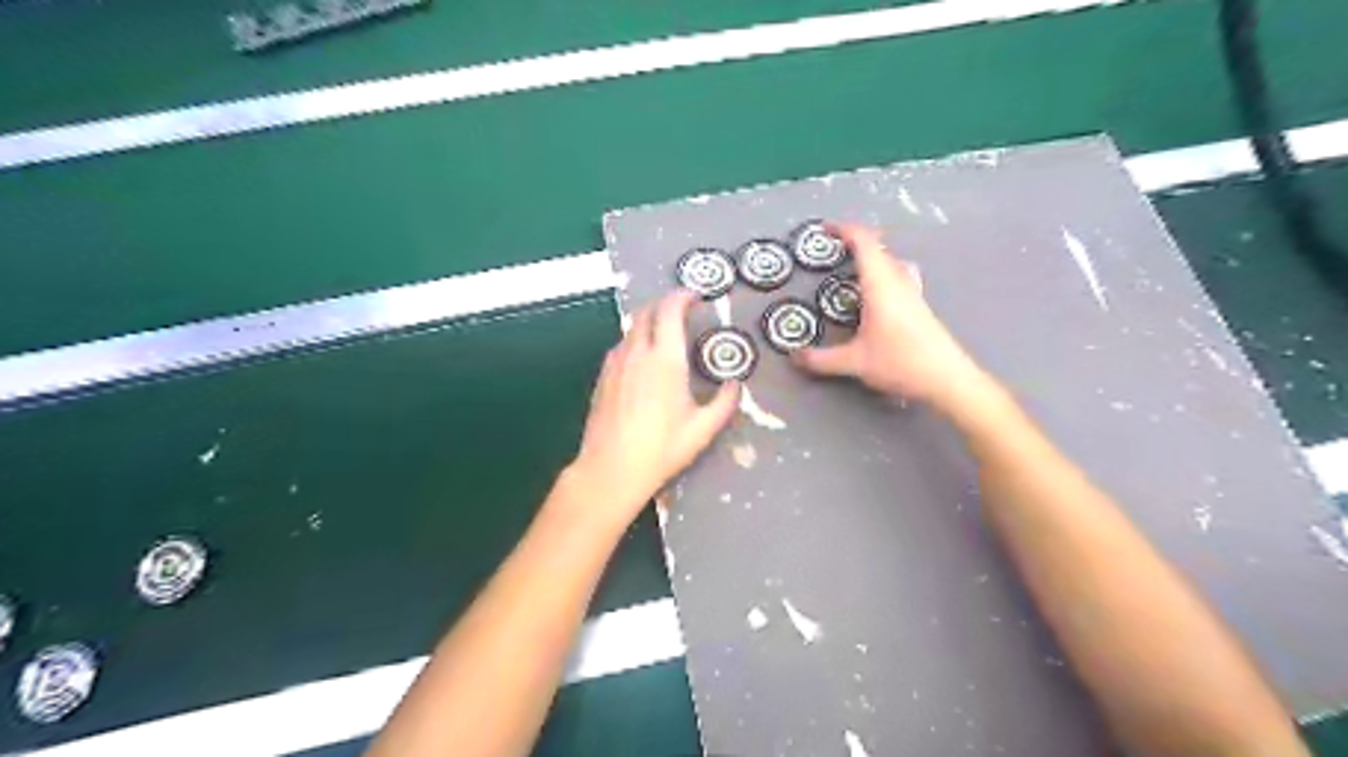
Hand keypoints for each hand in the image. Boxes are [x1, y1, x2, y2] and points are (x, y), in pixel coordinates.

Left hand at [563, 291, 741, 527]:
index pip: (670, 310)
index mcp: (665, 358)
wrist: (610, 469)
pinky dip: (635, 341)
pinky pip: (620, 346)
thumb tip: (735, 384)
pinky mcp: (602, 377)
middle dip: (665, 304)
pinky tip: (643, 362)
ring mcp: (615, 363)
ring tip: (664, 336)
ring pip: (631, 328)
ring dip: (649, 322)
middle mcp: (637, 352)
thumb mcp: (703, 429)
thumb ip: (725, 402)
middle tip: (682, 312)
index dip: (683, 296)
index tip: (695, 297)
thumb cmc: (661, 449)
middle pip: (646, 311)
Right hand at [793, 221, 992, 414]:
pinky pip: (899, 277)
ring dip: (873, 257)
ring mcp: (913, 293)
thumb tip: (794, 357)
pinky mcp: (920, 306)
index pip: (865, 243)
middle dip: (856, 241)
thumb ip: (822, 360)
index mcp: (881, 285)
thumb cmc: (900, 362)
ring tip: (853, 269)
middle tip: (833, 249)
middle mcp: (899, 282)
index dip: (845, 230)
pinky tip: (875, 297)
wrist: (947, 379)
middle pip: (879, 248)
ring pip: (892, 262)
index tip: (825, 228)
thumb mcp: (855, 363)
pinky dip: (882, 274)